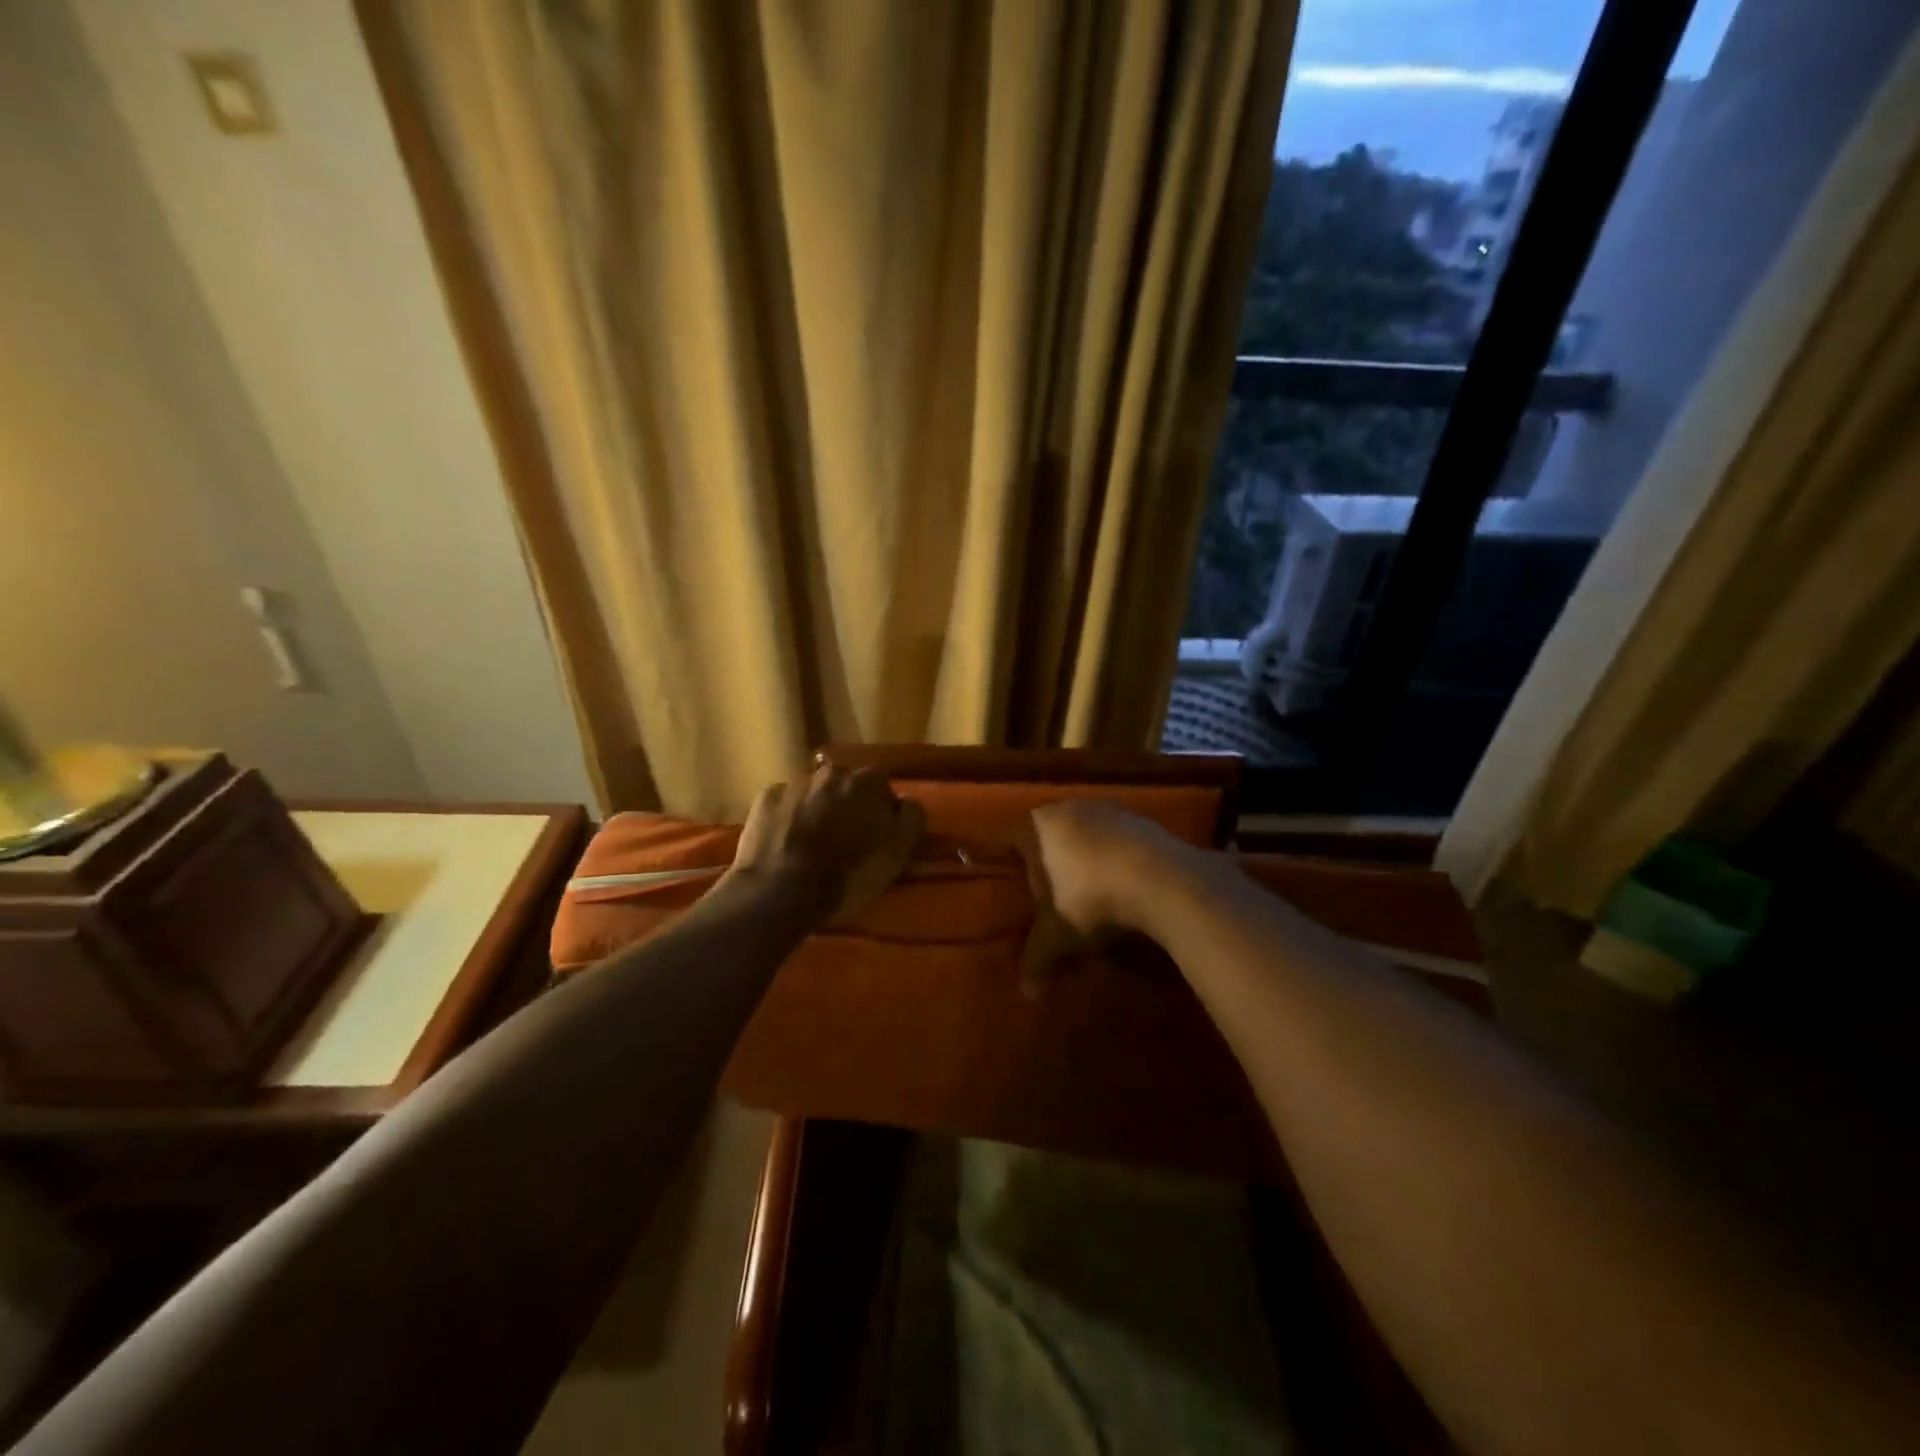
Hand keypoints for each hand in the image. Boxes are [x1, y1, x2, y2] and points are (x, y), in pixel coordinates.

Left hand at [726, 763, 925, 923]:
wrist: (780, 890)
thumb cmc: (847, 874)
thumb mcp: (898, 853)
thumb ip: (912, 819)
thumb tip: (907, 803)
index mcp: (866, 781)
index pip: (883, 786)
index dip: (883, 810)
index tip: (879, 835)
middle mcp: (831, 772)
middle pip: (846, 785)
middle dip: (848, 806)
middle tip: (847, 839)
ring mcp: (794, 783)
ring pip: (814, 793)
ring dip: (818, 811)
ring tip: (814, 845)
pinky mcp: (765, 799)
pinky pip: (785, 804)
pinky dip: (788, 818)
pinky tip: (787, 843)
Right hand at [1017, 802, 1197, 991]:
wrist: (1164, 881)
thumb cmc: (1091, 900)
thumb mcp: (1057, 937)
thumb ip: (1037, 960)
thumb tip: (1028, 994)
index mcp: (1038, 826)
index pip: (1009, 841)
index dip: (1007, 866)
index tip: (1011, 890)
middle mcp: (1070, 808)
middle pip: (1050, 839)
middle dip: (1050, 869)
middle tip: (1051, 902)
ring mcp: (1111, 811)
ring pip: (1087, 839)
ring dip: (1087, 866)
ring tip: (1093, 901)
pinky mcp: (1145, 822)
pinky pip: (1120, 845)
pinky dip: (1118, 865)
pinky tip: (1127, 893)